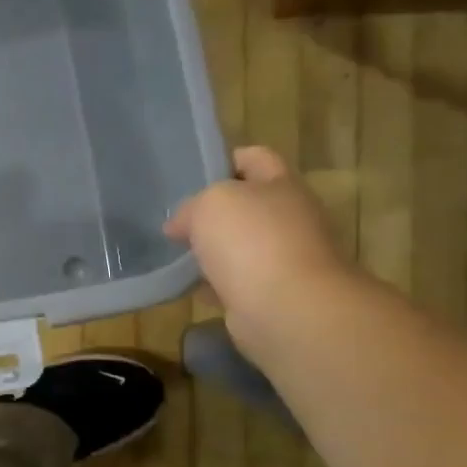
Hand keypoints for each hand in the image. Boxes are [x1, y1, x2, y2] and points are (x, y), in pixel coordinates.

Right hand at [165, 147, 354, 355]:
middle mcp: (290, 218)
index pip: (255, 157)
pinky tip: (190, 287)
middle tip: (178, 219)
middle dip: (214, 212)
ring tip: (176, 254)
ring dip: (213, 251)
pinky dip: (215, 285)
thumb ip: (191, 206)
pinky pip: (237, 282)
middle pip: (248, 205)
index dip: (225, 160)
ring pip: (241, 246)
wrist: (286, 309)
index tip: (192, 175)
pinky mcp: (273, 295)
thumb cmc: (251, 241)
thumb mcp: (210, 204)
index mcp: (281, 185)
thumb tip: (179, 225)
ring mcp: (285, 259)